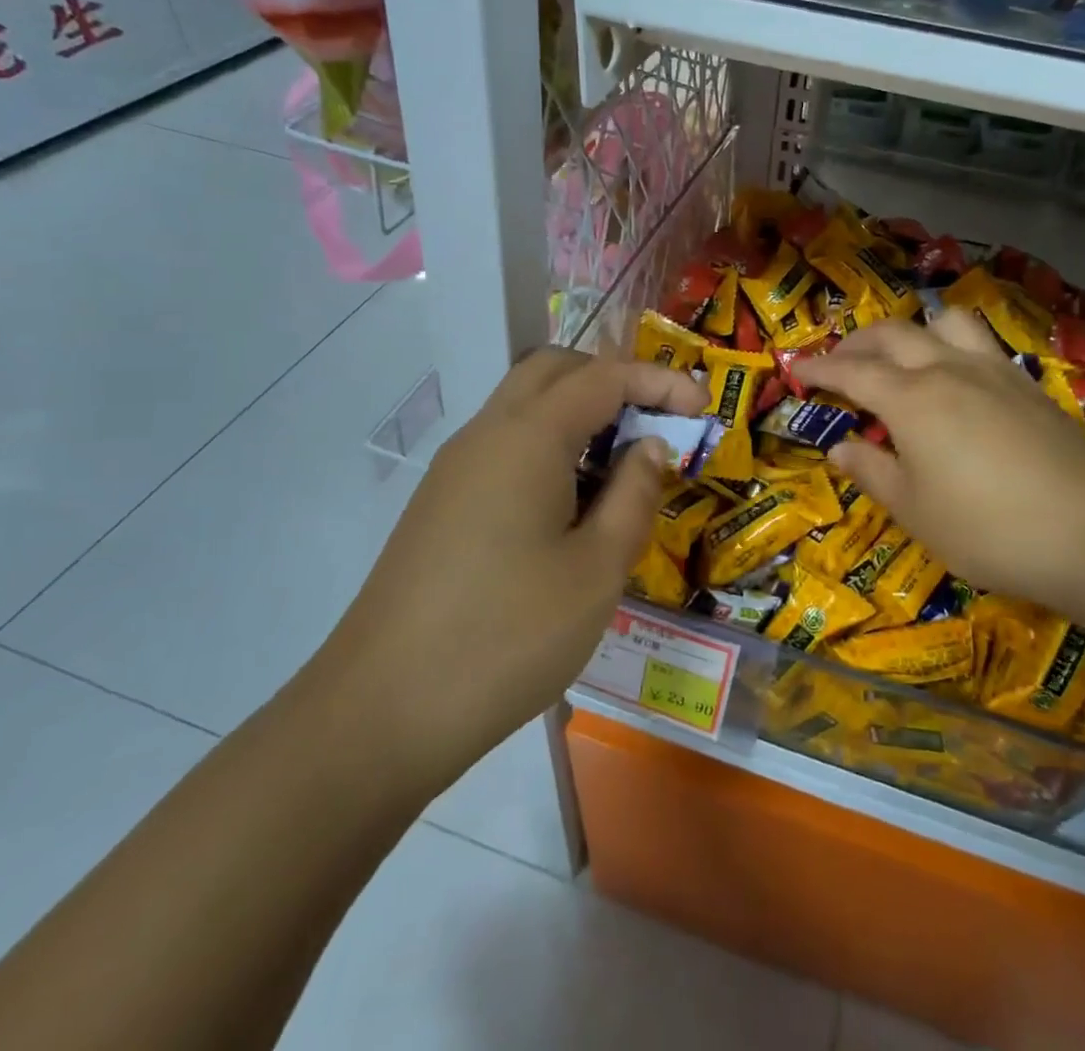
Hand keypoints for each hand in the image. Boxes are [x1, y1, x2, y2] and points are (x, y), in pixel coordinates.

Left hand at [314, 348, 705, 792]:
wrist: (380, 714)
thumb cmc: (508, 637)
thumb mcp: (597, 569)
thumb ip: (634, 494)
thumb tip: (650, 446)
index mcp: (528, 437)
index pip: (605, 376)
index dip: (660, 381)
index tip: (704, 406)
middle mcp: (487, 434)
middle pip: (555, 371)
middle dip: (614, 381)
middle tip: (656, 423)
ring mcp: (456, 468)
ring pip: (525, 407)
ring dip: (580, 415)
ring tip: (622, 470)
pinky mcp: (441, 503)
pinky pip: (505, 446)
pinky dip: (550, 448)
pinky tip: (571, 507)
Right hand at [796, 311, 1084, 622]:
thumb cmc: (988, 528)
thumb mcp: (915, 511)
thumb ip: (873, 473)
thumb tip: (840, 449)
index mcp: (911, 399)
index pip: (852, 371)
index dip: (820, 368)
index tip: (797, 368)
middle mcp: (949, 369)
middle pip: (894, 334)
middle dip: (858, 343)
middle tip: (839, 363)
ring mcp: (994, 371)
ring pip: (944, 322)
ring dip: (913, 330)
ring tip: (902, 357)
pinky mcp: (1028, 385)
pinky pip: (980, 344)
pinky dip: (952, 346)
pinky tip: (957, 380)